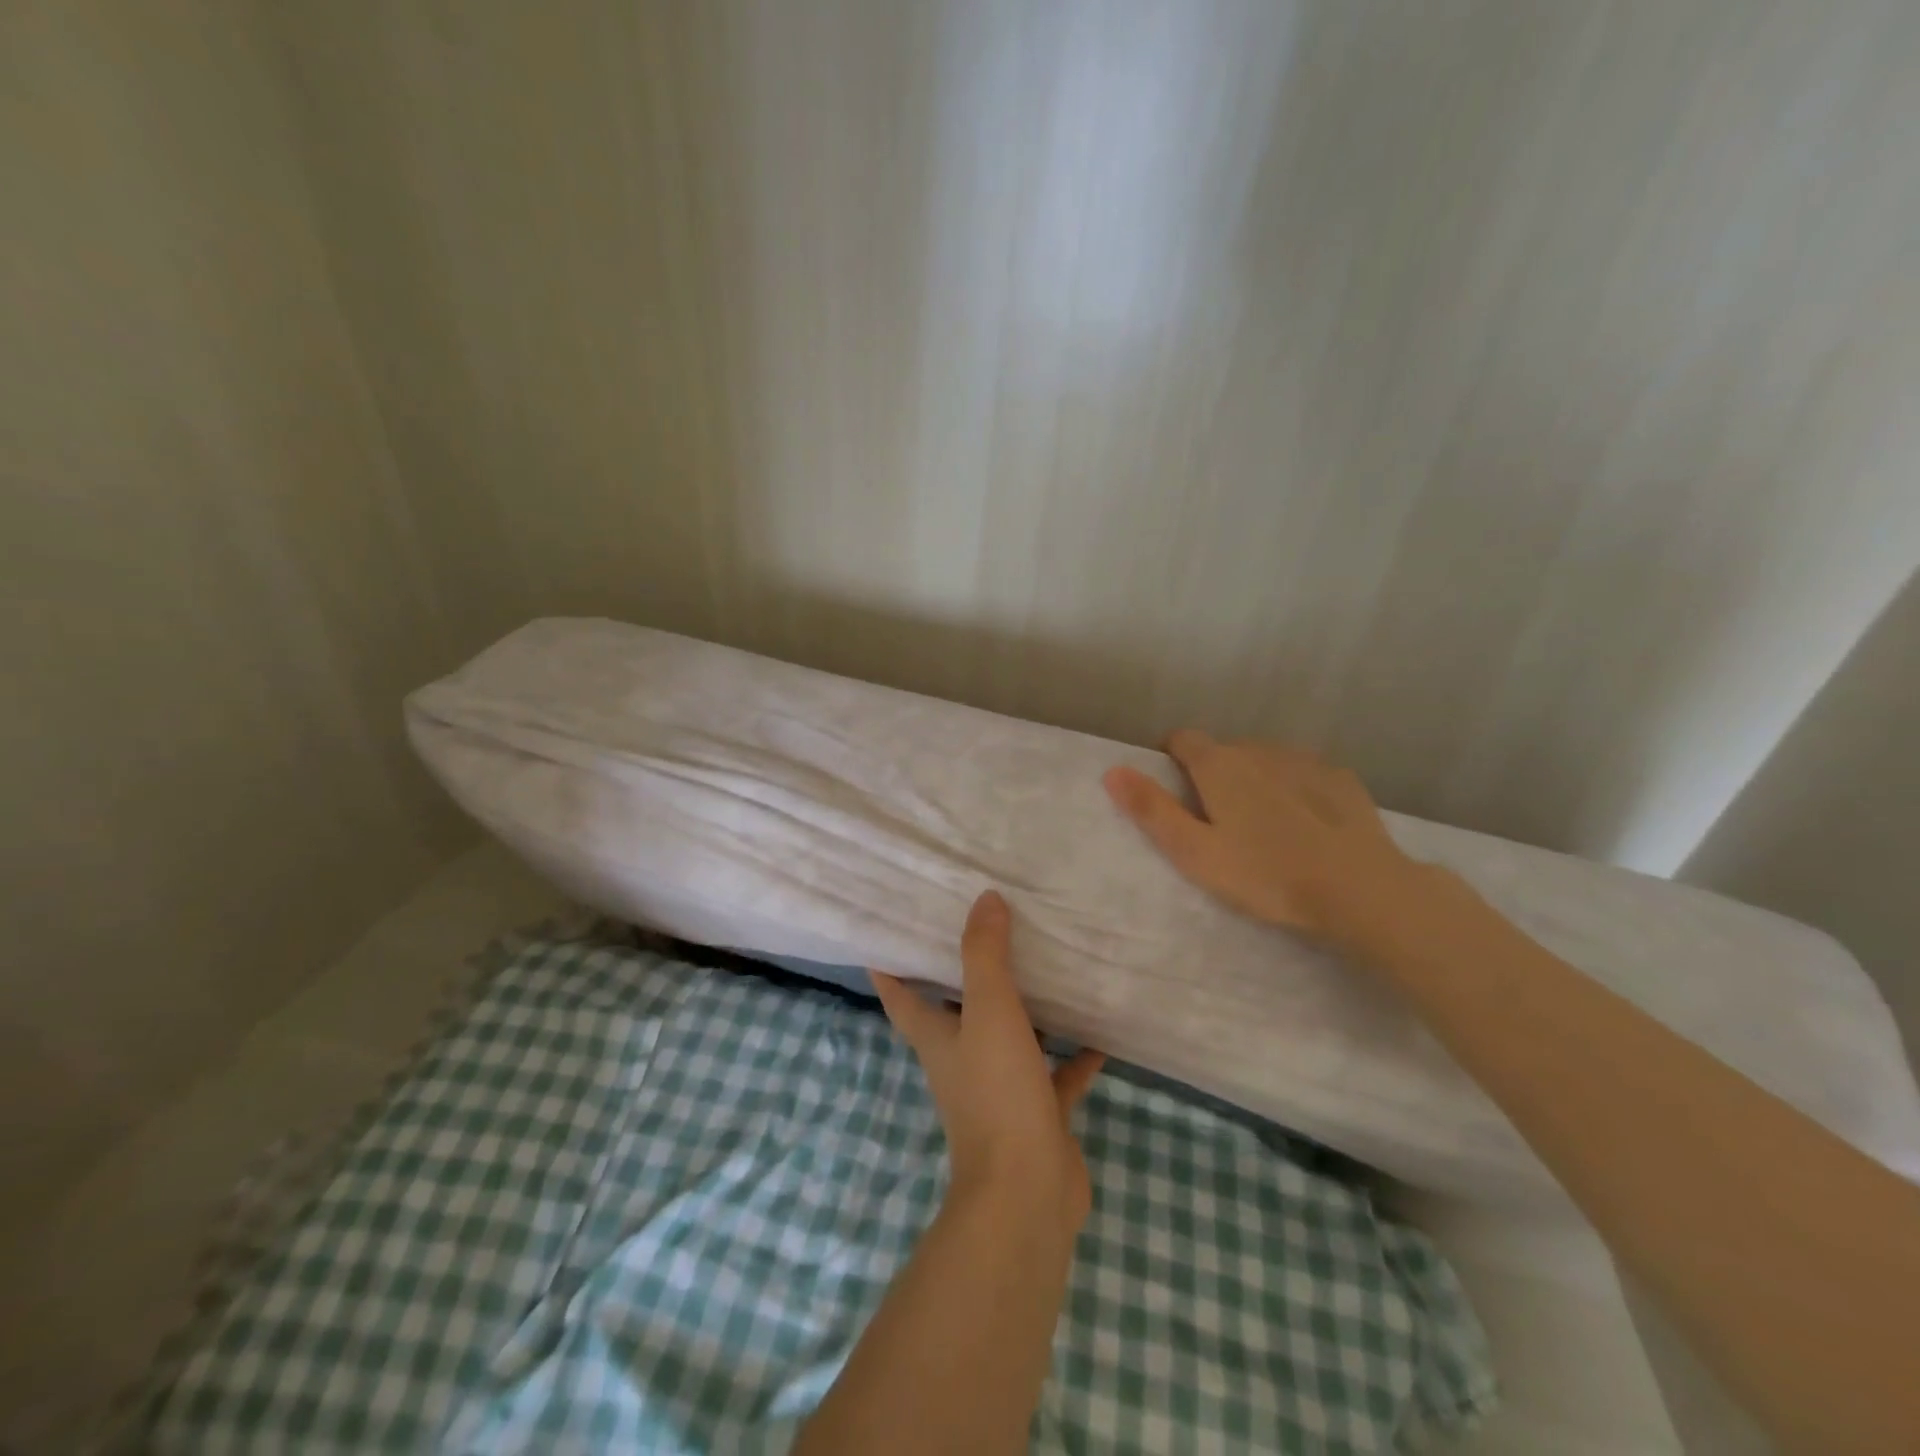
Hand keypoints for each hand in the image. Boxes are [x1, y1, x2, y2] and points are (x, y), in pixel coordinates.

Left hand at [871, 891, 1104, 1231]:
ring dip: (1026, 1010)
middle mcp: (962, 1060)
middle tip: (988, 929)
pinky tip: (1100, 1029)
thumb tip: (984, 899)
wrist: (1027, 1194)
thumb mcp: (989, 1012)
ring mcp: (1000, 1089)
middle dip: (967, 974)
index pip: (900, 994)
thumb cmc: (996, 1093)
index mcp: (937, 1037)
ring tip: (1048, 967)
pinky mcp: (1037, 1112)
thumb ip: (985, 955)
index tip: (890, 929)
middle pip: (957, 1010)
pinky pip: (1056, 1073)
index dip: (890, 963)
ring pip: (1010, 1037)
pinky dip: (1074, 1054)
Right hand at [1102, 730, 1416, 945]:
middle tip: (1218, 825)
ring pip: (1263, 760)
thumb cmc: (1266, 874)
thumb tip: (1112, 770)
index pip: (1180, 739)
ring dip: (1254, 780)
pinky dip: (1292, 788)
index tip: (1173, 794)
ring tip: (1263, 828)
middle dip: (1213, 776)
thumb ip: (1152, 810)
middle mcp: (1258, 749)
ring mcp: (1303, 760)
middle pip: (1222, 751)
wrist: (1360, 890)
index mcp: (1218, 764)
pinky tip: (1305, 826)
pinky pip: (1301, 773)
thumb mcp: (1195, 852)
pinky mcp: (1340, 778)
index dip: (1169, 760)